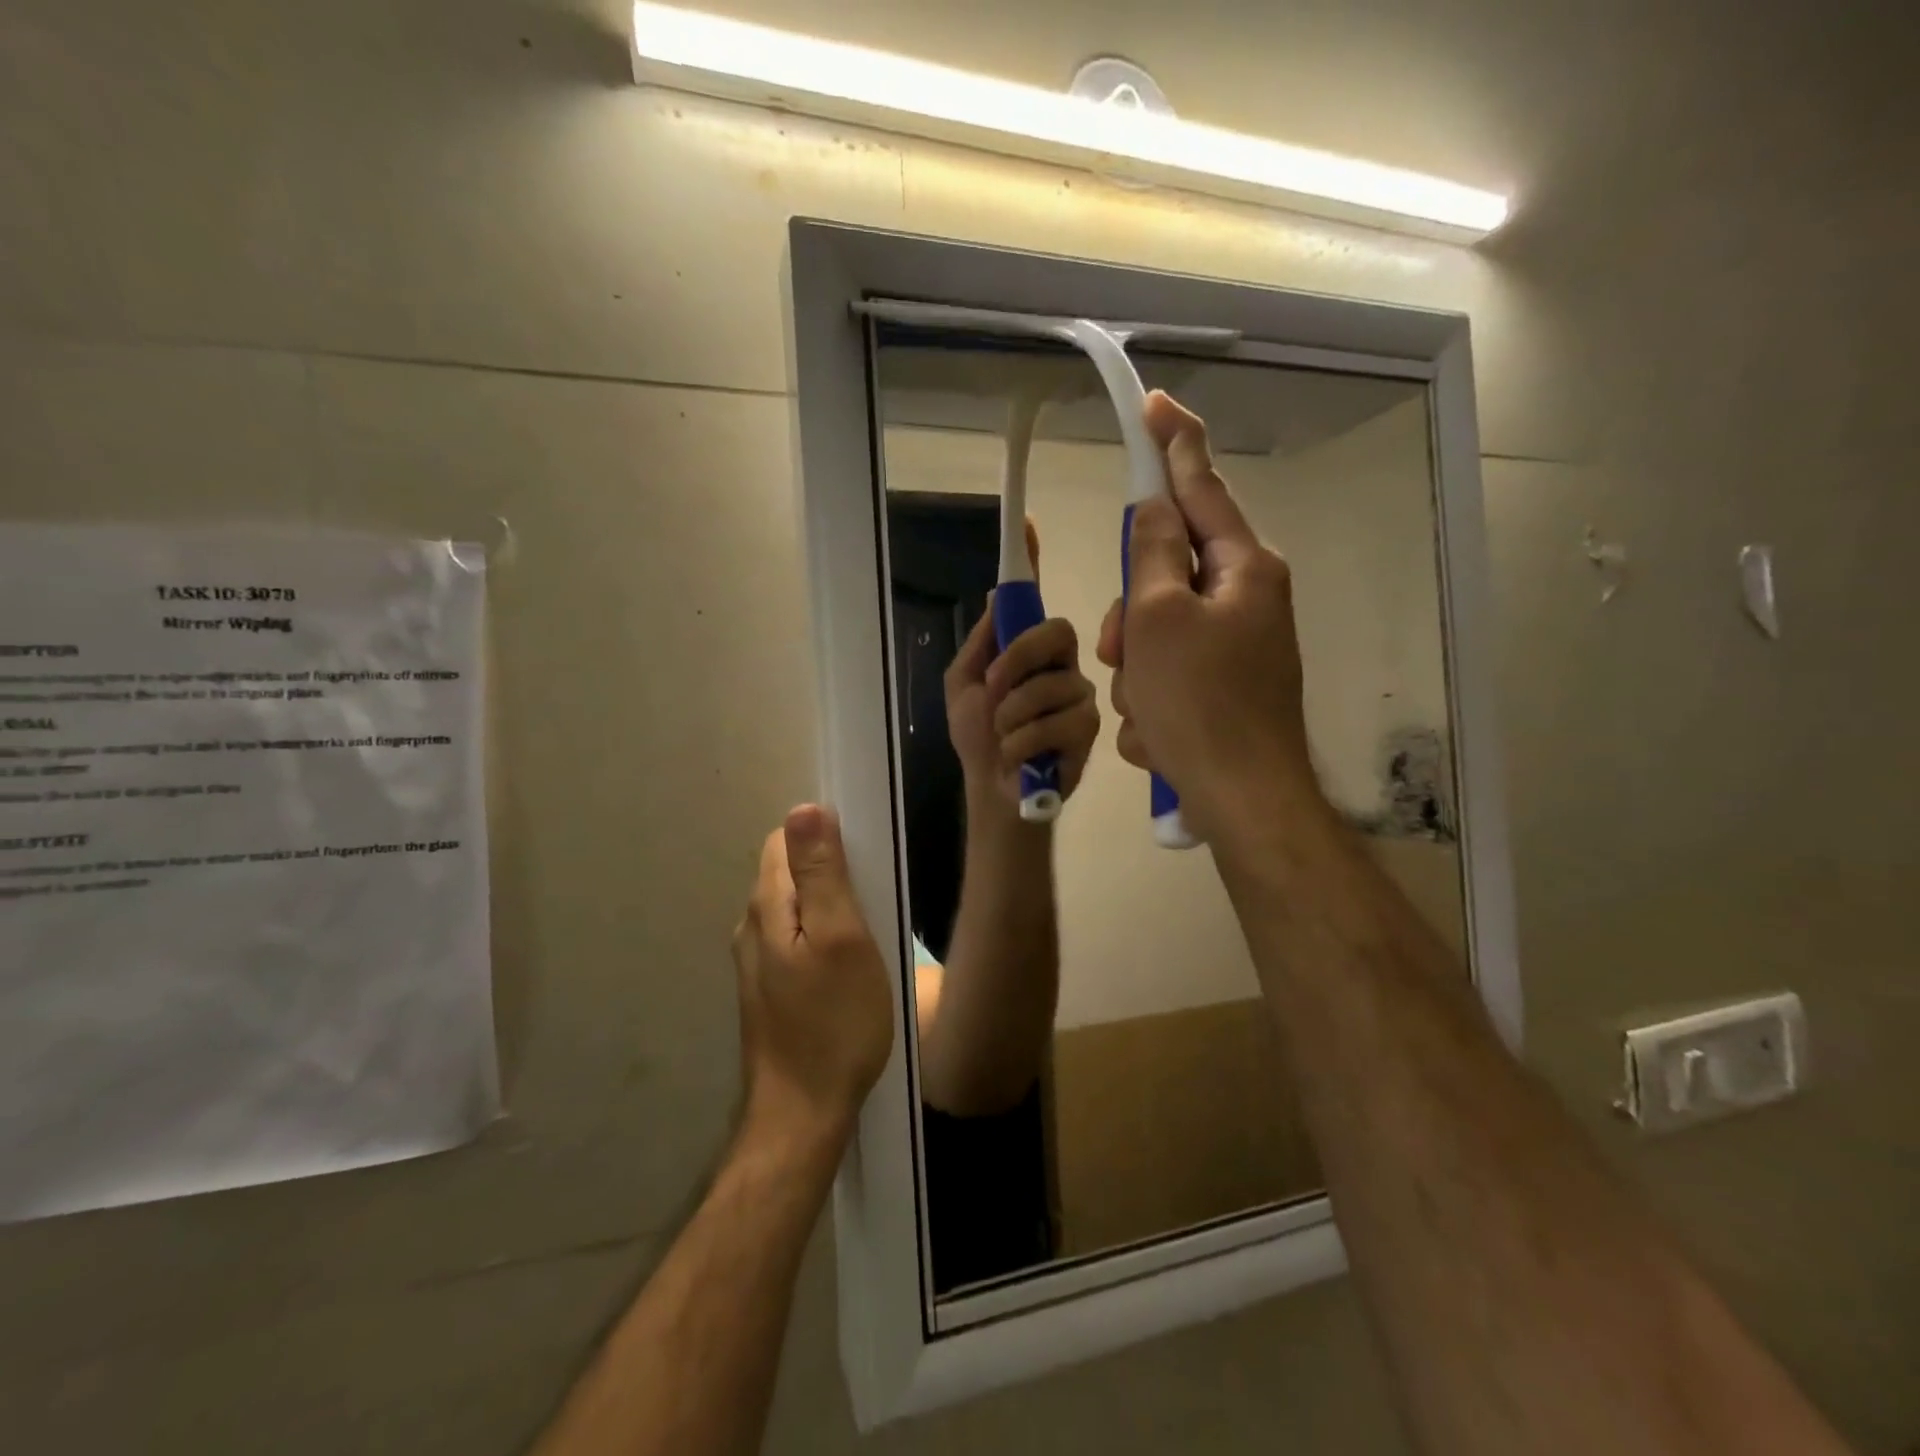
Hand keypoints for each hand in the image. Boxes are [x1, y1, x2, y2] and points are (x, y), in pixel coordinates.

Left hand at [732, 805, 893, 1142]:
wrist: (803, 1114)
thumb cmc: (834, 1023)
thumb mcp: (841, 938)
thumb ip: (822, 873)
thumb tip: (804, 808)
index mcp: (767, 906)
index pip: (785, 840)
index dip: (824, 838)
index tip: (864, 861)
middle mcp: (752, 927)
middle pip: (789, 872)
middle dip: (830, 871)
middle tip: (874, 900)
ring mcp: (757, 962)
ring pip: (794, 907)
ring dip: (829, 906)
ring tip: (868, 932)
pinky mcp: (770, 989)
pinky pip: (796, 939)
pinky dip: (822, 935)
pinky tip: (849, 964)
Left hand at [945, 520, 1100, 811]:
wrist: (995, 791)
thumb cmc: (978, 740)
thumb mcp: (963, 686)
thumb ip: (982, 644)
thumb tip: (996, 594)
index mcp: (1028, 651)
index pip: (1034, 601)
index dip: (1031, 561)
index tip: (1026, 524)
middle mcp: (1060, 663)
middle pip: (1055, 631)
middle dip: (1016, 662)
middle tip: (993, 690)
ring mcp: (1079, 694)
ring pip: (1050, 684)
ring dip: (1011, 717)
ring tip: (1005, 738)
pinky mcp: (1091, 728)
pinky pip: (1058, 720)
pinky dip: (1024, 741)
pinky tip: (1021, 757)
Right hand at [1095, 392, 1322, 843]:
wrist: (1240, 798)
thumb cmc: (1199, 703)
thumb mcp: (1159, 618)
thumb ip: (1154, 551)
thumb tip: (1157, 507)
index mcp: (1244, 568)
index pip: (1202, 487)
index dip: (1172, 444)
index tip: (1153, 405)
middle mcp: (1247, 598)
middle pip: (1165, 573)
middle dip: (1131, 614)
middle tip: (1120, 650)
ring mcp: (1237, 645)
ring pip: (1157, 631)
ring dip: (1135, 668)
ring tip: (1145, 708)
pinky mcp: (1223, 687)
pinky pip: (1168, 674)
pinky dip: (1152, 700)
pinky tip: (1158, 733)